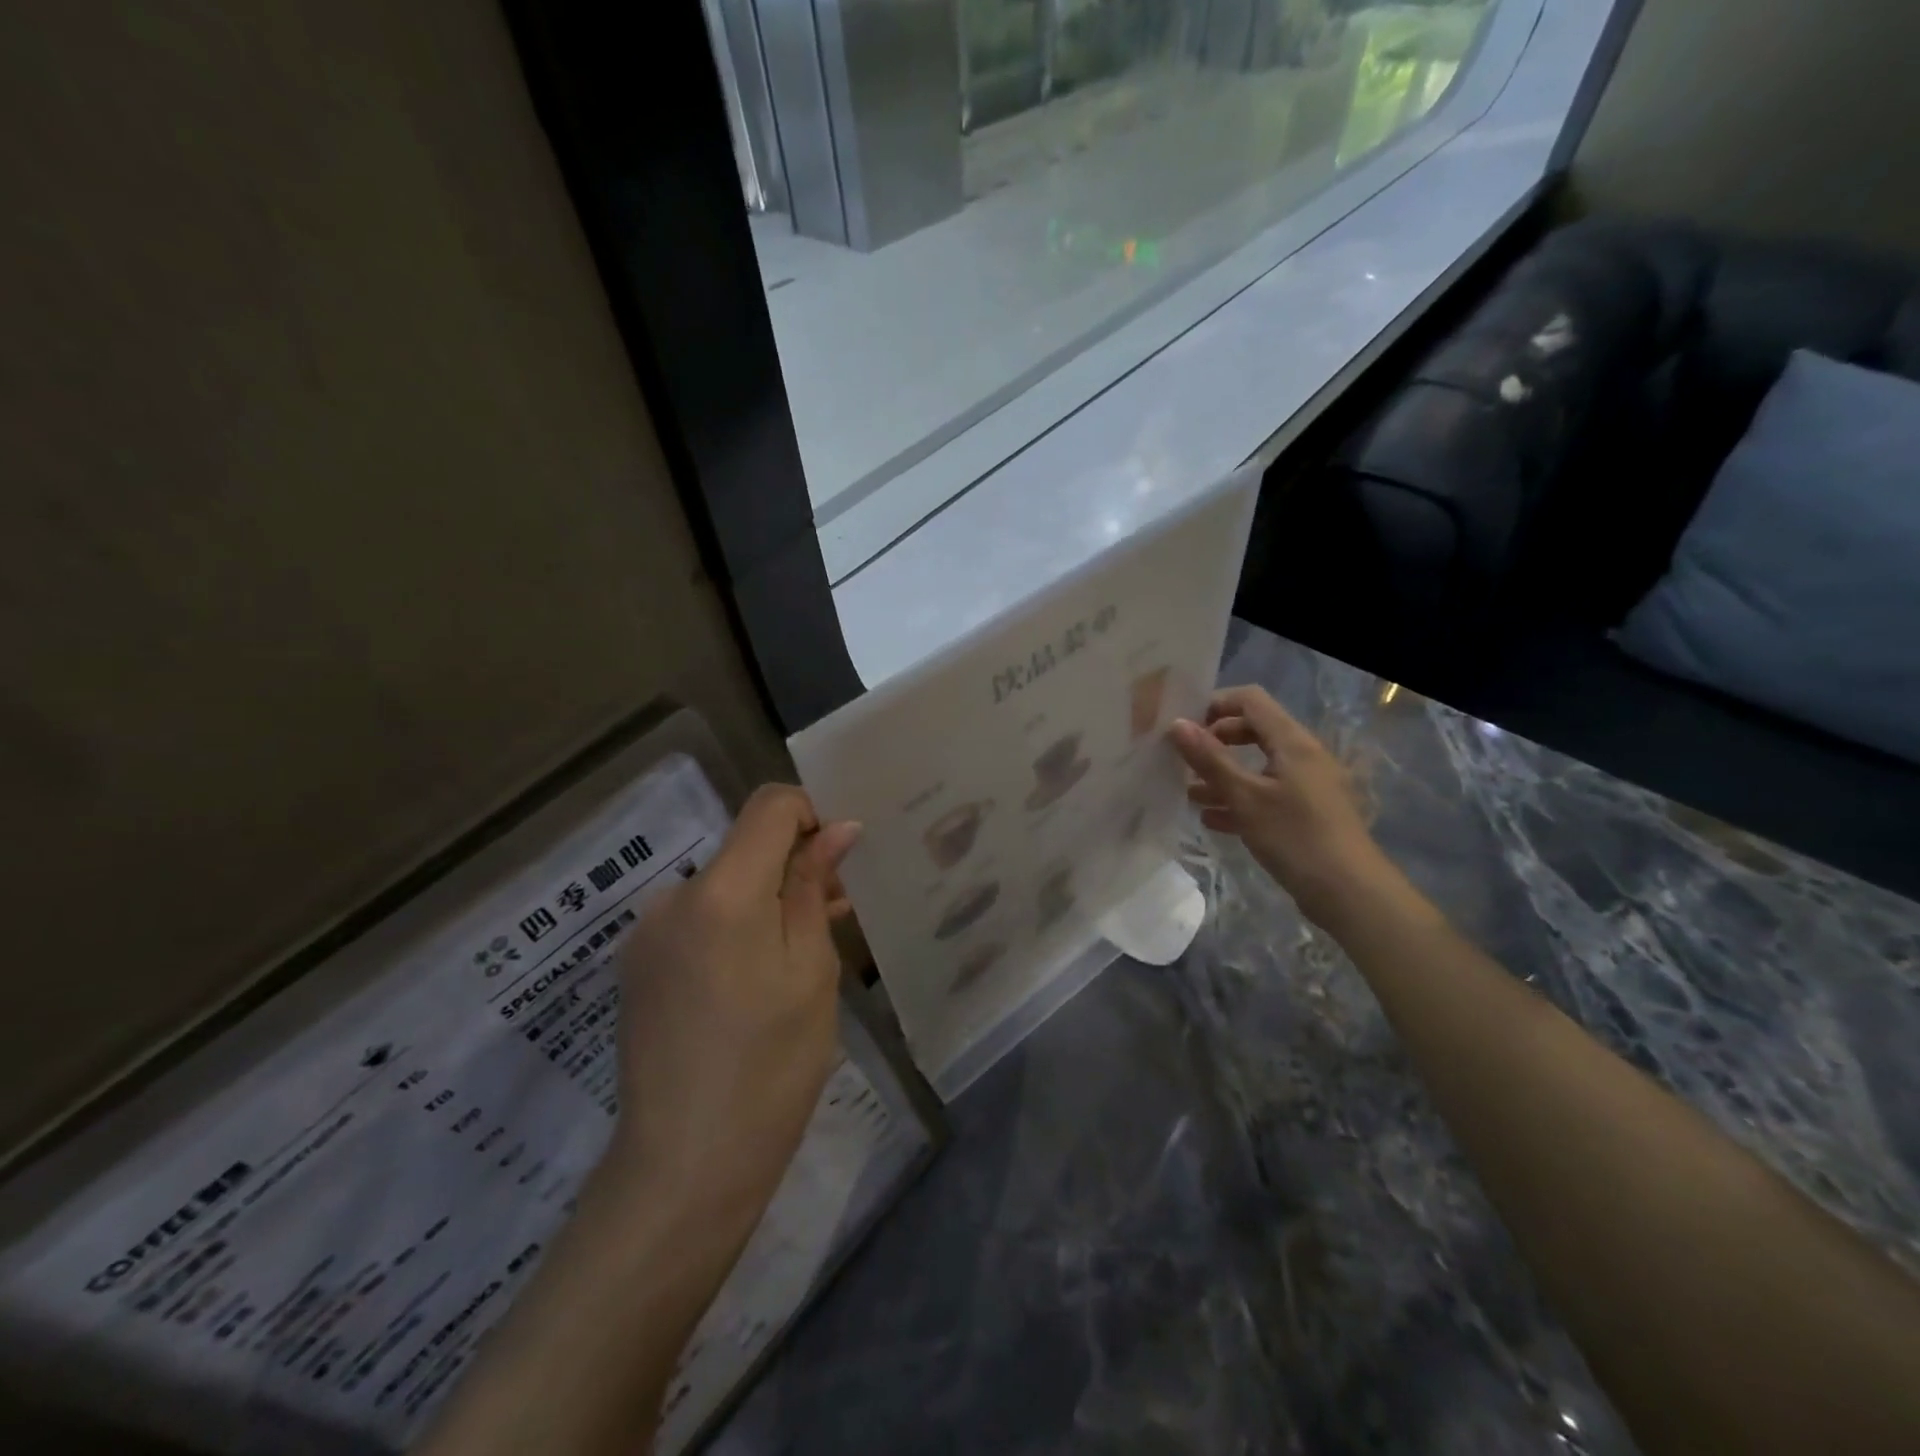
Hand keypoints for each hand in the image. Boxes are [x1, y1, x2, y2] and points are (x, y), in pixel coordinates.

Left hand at [608, 785, 859, 1216]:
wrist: (685, 1168)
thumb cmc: (771, 1065)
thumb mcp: (811, 969)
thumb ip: (813, 888)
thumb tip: (838, 828)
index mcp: (722, 891)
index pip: (769, 805)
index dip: (812, 813)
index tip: (841, 857)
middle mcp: (673, 897)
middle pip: (745, 847)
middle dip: (794, 864)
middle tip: (837, 912)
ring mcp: (647, 933)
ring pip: (723, 886)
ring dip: (766, 900)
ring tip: (804, 950)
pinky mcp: (638, 966)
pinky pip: (698, 920)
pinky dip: (735, 927)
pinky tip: (758, 977)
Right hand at [1170, 686, 1398, 928]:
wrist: (1349, 893)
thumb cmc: (1295, 837)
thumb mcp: (1245, 797)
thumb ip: (1210, 759)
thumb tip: (1177, 724)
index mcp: (1292, 742)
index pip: (1251, 700)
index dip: (1215, 704)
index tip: (1183, 726)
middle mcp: (1302, 756)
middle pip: (1253, 731)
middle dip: (1215, 741)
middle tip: (1183, 759)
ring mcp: (1307, 785)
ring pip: (1257, 766)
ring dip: (1223, 775)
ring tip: (1189, 793)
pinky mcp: (1306, 813)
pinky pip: (1266, 794)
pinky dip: (1239, 800)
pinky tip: (1212, 820)